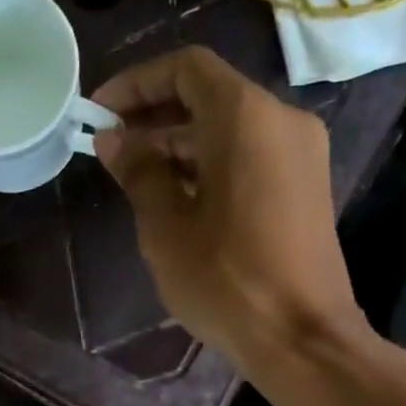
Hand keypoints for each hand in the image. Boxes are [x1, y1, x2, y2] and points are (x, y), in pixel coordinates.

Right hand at [91, 47, 366, 370]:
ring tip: (135, 177)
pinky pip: (250, 155)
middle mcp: (281, 120)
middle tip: (110, 147)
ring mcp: (300, 154)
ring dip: (180, 143)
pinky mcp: (305, 186)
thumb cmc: (225, 279)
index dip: (136, 83)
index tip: (99, 112)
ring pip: (230, 128)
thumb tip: (113, 139)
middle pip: (210, 96)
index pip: (186, 68)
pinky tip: (176, 197)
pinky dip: (210, 164)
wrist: (300, 336)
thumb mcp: (166, 226)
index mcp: (245, 117)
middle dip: (155, 115)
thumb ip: (139, 171)